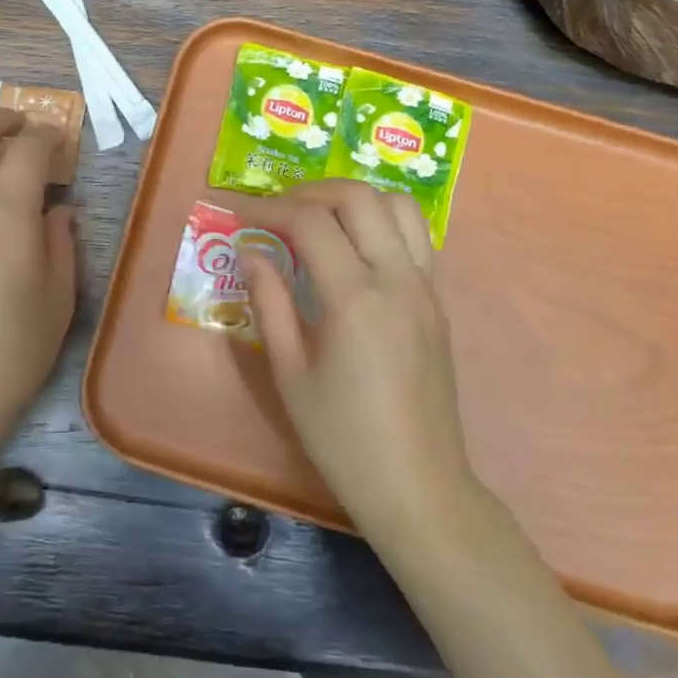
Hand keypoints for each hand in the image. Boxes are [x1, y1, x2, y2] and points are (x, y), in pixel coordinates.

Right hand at [244, 180, 481, 543]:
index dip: (270, 208)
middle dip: (312, 190)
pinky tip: (353, 248)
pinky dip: (381, 222)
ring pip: (399, 207)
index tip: (240, 214)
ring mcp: (425, 288)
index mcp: (356, 298)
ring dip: (354, 198)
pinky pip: (415, 237)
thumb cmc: (343, 438)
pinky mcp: (437, 302)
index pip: (312, 222)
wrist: (419, 487)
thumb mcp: (290, 373)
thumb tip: (251, 252)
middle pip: (360, 197)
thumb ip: (269, 302)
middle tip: (277, 209)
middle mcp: (397, 279)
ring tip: (319, 217)